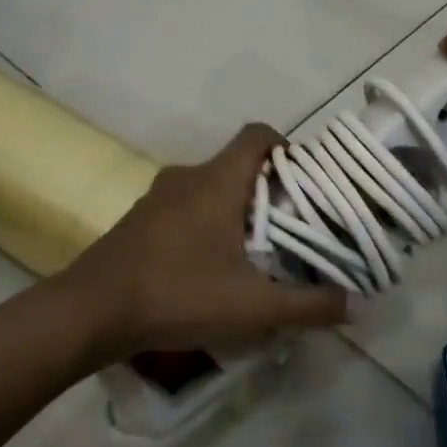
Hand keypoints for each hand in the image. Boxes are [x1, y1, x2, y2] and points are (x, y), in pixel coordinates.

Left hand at [60, 123, 351, 356]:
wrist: (89, 311)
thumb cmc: (177, 294)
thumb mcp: (252, 308)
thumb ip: (308, 306)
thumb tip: (358, 305)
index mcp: (217, 181)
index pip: (258, 135)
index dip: (287, 148)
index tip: (304, 183)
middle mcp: (188, 176)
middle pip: (237, 164)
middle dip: (266, 189)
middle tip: (288, 227)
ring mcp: (158, 196)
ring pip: (209, 187)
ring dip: (234, 208)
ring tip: (253, 251)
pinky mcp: (139, 219)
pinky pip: (184, 207)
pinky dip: (204, 223)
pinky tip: (208, 267)